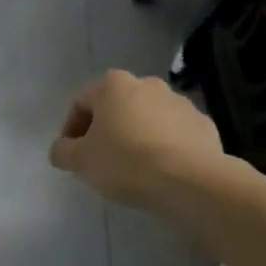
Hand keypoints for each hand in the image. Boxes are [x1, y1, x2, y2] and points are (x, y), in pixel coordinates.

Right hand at [48, 70, 227, 210]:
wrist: (192, 181)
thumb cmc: (126, 162)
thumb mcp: (80, 161)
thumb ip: (62, 151)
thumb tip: (62, 150)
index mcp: (113, 85)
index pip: (80, 103)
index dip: (70, 131)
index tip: (72, 157)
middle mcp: (147, 84)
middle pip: (115, 108)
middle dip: (105, 131)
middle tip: (101, 161)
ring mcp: (179, 102)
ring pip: (145, 119)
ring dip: (135, 136)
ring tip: (133, 168)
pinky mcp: (203, 124)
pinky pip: (173, 133)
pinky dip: (163, 146)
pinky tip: (160, 171)